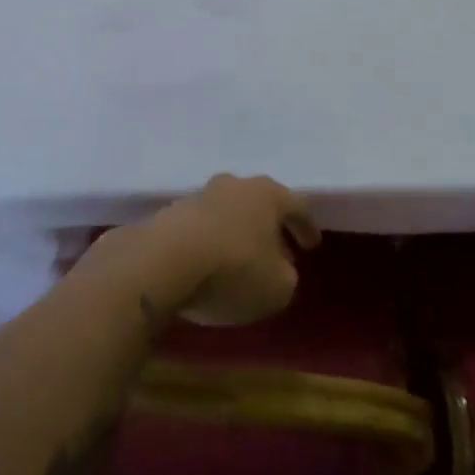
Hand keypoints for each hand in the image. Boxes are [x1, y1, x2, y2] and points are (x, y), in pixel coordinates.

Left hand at [144, 174, 319, 326]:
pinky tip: (208, 264)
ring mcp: (199, 197)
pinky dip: (209, 242)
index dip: (307, 227)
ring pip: (228, 212)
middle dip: (270, 226)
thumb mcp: (277, 288)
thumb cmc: (233, 270)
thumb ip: (286, 277)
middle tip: (278, 250)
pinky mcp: (169, 214)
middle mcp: (235, 186)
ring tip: (240, 260)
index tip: (312, 245)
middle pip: (260, 203)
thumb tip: (280, 269)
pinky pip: (200, 228)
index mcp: (268, 194)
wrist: (162, 262)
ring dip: (237, 233)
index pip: (297, 206)